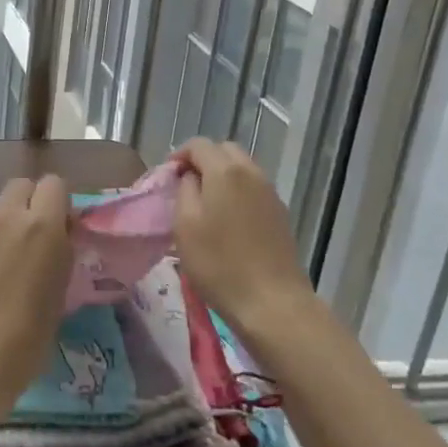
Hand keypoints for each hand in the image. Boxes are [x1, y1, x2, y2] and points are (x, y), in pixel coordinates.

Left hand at [0, 175, 70, 445]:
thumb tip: (57, 241)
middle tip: (38, 240)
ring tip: (11, 260)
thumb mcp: (58, 296)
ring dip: (9, 220)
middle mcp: (7, 215)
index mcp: (42, 226)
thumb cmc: (23, 341)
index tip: (64, 232)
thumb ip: (59, 256)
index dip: (61, 204)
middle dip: (33, 203)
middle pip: (23, 185)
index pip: (55, 184)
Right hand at [172, 139, 318, 338]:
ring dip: (221, 176)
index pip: (199, 144)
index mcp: (225, 171)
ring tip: (205, 204)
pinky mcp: (280, 213)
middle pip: (224, 150)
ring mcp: (270, 192)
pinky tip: (228, 219)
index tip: (167, 177)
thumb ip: (184, 190)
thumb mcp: (185, 225)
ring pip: (242, 168)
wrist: (272, 301)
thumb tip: (191, 177)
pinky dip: (237, 192)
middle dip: (203, 161)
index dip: (179, 155)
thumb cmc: (219, 263)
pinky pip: (253, 188)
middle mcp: (251, 172)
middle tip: (185, 186)